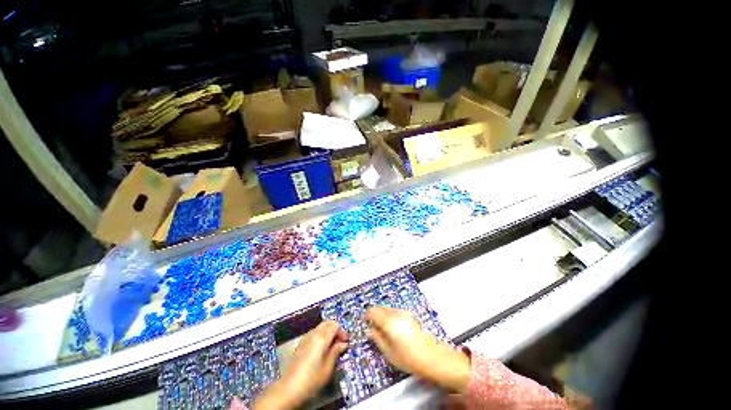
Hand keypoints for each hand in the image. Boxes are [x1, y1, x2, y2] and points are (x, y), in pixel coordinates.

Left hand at [251, 320, 346, 409]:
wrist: (289, 388)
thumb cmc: (311, 379)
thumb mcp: (328, 367)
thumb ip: (336, 352)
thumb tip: (343, 344)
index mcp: (321, 337)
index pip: (335, 325)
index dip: (342, 332)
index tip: (345, 343)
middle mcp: (313, 333)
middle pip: (328, 323)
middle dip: (335, 330)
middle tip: (340, 343)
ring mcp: (306, 337)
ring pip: (321, 327)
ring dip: (328, 332)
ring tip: (332, 347)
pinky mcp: (301, 343)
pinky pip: (314, 333)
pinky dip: (321, 336)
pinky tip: (322, 350)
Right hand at [364, 307, 470, 393]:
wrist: (432, 358)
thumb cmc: (410, 358)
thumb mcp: (389, 352)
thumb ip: (377, 339)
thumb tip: (369, 331)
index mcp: (389, 321)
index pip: (373, 311)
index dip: (366, 315)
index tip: (363, 321)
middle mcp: (397, 313)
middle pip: (381, 308)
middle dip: (374, 315)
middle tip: (371, 326)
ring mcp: (405, 314)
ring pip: (388, 309)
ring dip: (382, 315)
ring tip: (381, 329)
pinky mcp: (410, 316)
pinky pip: (395, 312)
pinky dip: (390, 316)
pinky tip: (392, 328)